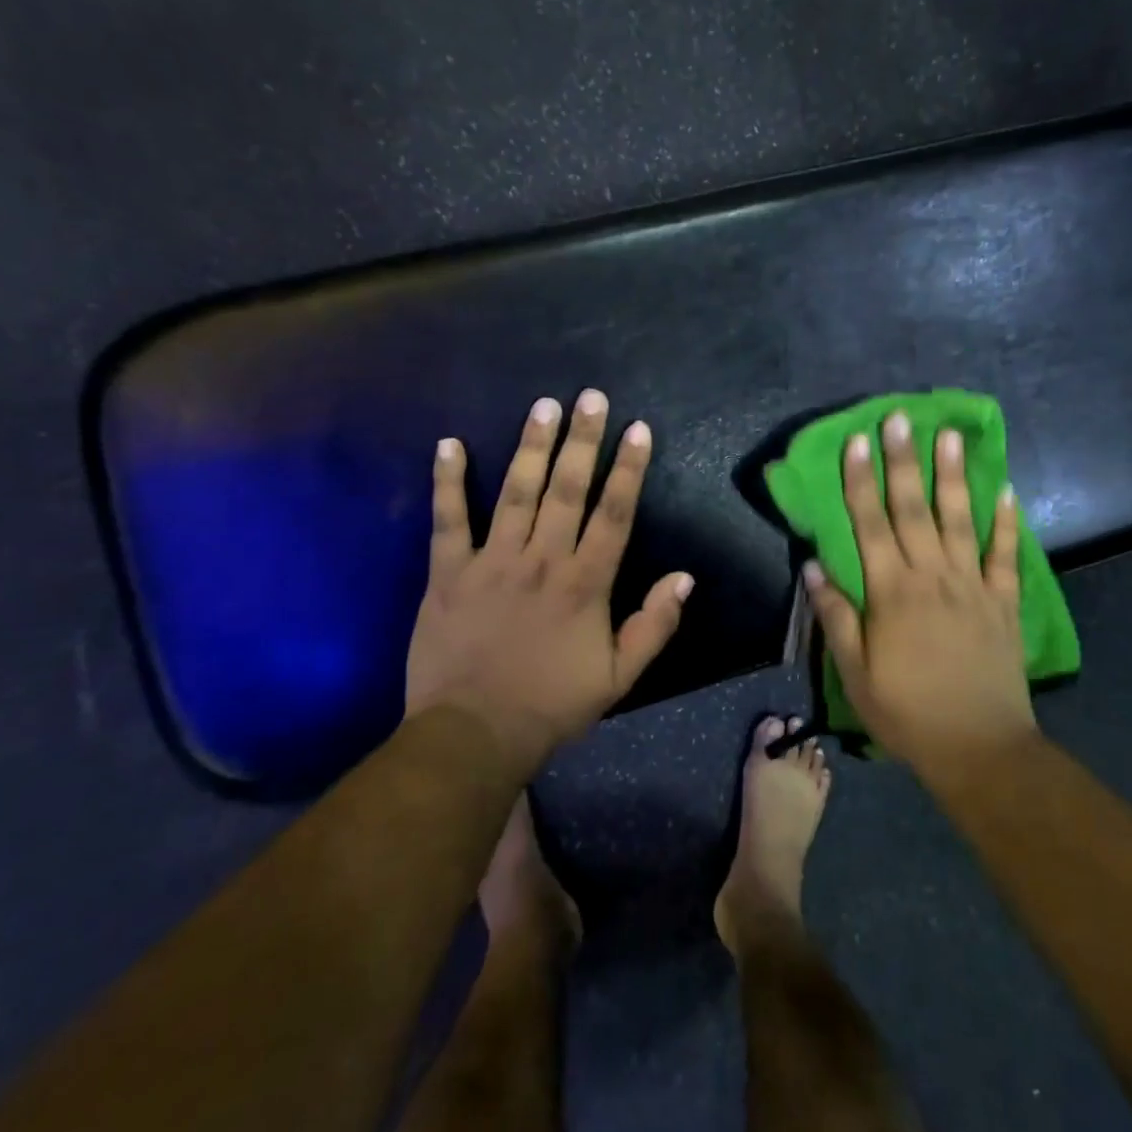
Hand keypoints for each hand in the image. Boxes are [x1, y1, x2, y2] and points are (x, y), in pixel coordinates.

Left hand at [404, 390, 693, 773]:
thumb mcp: (620, 676)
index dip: (628, 469)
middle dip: (582, 440)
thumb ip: (654, 625)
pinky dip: (447, 481)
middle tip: (590, 397)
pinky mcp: (448, 573)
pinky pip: (448, 520)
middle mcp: (542, 560)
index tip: (637, 429)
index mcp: (585, 583)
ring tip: (543, 406)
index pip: (614, 514)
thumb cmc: (552, 704)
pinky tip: (448, 444)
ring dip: (530, 446)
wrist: (474, 734)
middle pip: (567, 489)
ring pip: (515, 492)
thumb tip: (684, 577)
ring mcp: (492, 562)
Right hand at [804, 409, 1036, 780]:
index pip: (870, 525)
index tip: (858, 441)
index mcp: (891, 593)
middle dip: (904, 461)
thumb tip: (812, 566)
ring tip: (951, 434)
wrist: (980, 748)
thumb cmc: (907, 713)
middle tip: (901, 417)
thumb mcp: (854, 674)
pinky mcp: (1004, 602)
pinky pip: (1005, 554)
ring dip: (954, 475)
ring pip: (961, 520)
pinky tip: (1006, 490)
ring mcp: (973, 586)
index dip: (861, 481)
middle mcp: (932, 577)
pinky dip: (1007, 522)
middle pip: (913, 510)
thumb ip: (835, 616)